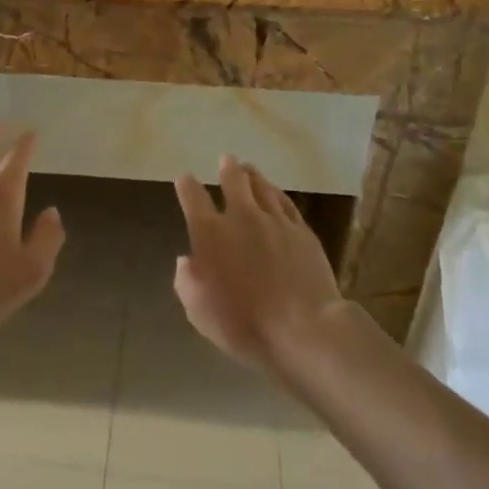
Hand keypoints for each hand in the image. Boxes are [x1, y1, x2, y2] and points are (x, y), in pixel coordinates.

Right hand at [173, 156, 342, 369]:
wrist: (304, 328)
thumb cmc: (245, 324)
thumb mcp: (200, 313)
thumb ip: (187, 282)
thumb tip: (186, 261)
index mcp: (211, 234)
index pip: (193, 198)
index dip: (186, 186)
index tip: (184, 179)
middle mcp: (242, 217)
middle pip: (233, 181)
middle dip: (227, 168)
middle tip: (226, 160)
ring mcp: (275, 220)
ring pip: (262, 186)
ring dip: (252, 175)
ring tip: (248, 169)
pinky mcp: (302, 230)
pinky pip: (285, 202)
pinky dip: (276, 193)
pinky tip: (275, 192)